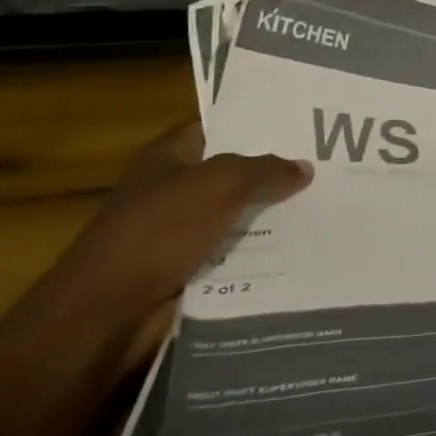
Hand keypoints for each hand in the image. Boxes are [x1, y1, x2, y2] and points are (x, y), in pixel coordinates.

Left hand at [49, 122, 312, 364]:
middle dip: (274, 170)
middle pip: (233, 172)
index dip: (257, 120)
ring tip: (326, 205)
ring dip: (273, 215)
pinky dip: (262, 253)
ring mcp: (179, 233)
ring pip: (238, 215)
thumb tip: (304, 168)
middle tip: (328, 163)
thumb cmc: (159, 232)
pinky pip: (235, 254)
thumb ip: (265, 171)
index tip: (303, 121)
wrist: (106, 314)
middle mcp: (174, 190)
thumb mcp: (220, 185)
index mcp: (169, 157)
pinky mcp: (187, 271)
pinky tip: (301, 247)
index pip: (218, 126)